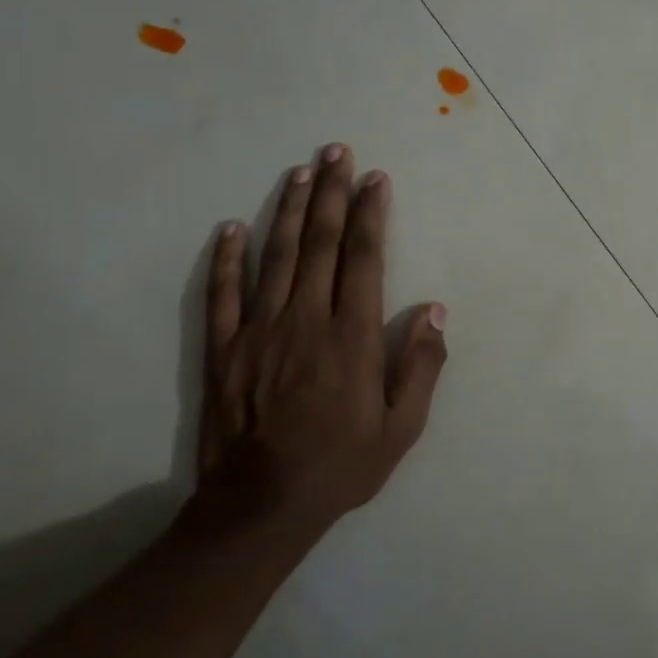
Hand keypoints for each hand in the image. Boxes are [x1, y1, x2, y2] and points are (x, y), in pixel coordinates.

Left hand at [193, 145, 447, 548]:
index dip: (370, 214)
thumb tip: (436, 311)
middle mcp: (306, 320)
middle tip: (336, 151)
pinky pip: (222, 294)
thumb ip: (421, 366)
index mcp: (352, 336)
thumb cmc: (341, 465)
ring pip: (275, 256)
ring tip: (300, 171)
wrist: (261, 506)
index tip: (375, 179)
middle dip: (331, 193)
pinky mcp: (223, 349)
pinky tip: (231, 228)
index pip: (363, 258)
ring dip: (287, 209)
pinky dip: (226, 259)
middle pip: (319, 243)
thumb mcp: (402, 428)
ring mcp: (259, 331)